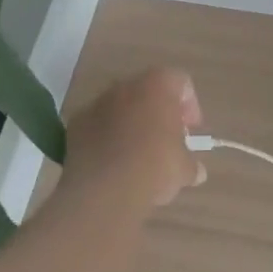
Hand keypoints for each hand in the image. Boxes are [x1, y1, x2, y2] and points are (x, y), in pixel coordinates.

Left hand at [63, 68, 206, 209]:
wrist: (105, 189)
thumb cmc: (154, 167)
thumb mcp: (183, 169)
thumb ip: (190, 164)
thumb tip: (195, 172)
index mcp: (158, 86)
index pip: (181, 82)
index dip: (190, 105)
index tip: (190, 131)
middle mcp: (126, 86)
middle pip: (148, 92)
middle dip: (159, 114)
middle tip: (167, 141)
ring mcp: (98, 103)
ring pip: (121, 107)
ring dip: (131, 125)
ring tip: (138, 155)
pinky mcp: (76, 124)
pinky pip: (98, 125)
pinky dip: (107, 138)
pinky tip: (114, 163)